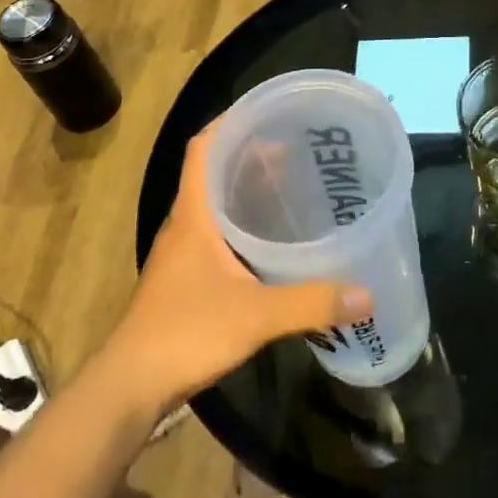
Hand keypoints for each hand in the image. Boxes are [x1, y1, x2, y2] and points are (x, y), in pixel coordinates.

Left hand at [109, 127, 372, 412]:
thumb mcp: (256, 315)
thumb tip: (366, 295)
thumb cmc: (186, 332)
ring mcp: (181, 254)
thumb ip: (312, 303)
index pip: (203, 148)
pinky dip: (243, 228)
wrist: (131, 385)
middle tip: (297, 151)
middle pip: (214, 173)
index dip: (229, 123)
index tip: (267, 112)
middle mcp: (184, 225)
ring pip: (215, 207)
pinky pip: (217, 236)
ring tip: (290, 189)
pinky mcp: (185, 280)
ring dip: (246, 192)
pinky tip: (271, 246)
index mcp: (193, 215)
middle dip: (251, 156)